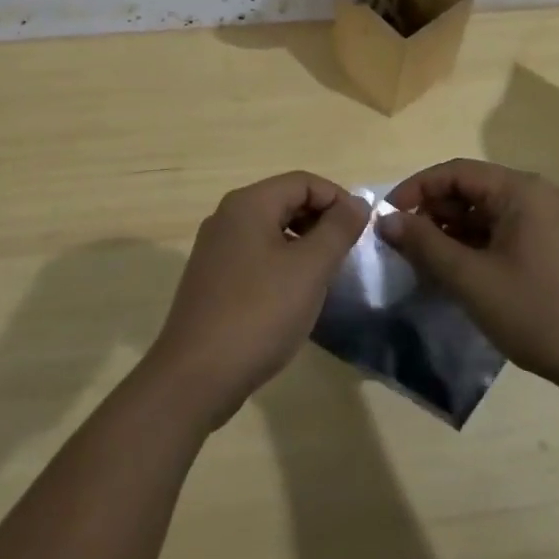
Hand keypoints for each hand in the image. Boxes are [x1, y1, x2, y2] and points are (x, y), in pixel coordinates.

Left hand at [146, 172, 369, 427]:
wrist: (196, 376)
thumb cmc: (259, 314)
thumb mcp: (310, 269)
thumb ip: (337, 230)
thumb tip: (358, 203)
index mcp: (248, 204)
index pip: (303, 181)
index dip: (337, 199)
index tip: (362, 231)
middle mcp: (227, 217)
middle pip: (285, 201)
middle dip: (321, 221)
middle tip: (347, 254)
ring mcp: (215, 249)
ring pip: (271, 230)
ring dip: (303, 244)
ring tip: (326, 275)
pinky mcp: (212, 279)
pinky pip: (256, 255)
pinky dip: (282, 263)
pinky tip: (294, 295)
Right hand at [378, 159, 558, 391]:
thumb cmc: (537, 311)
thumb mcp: (471, 278)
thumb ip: (425, 244)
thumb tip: (385, 220)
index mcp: (520, 190)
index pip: (455, 172)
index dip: (416, 190)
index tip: (386, 217)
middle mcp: (535, 195)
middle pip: (470, 190)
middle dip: (432, 213)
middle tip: (402, 243)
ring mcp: (546, 221)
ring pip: (484, 214)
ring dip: (450, 232)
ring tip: (422, 261)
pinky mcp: (550, 246)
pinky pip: (501, 232)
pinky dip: (473, 246)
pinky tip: (454, 272)